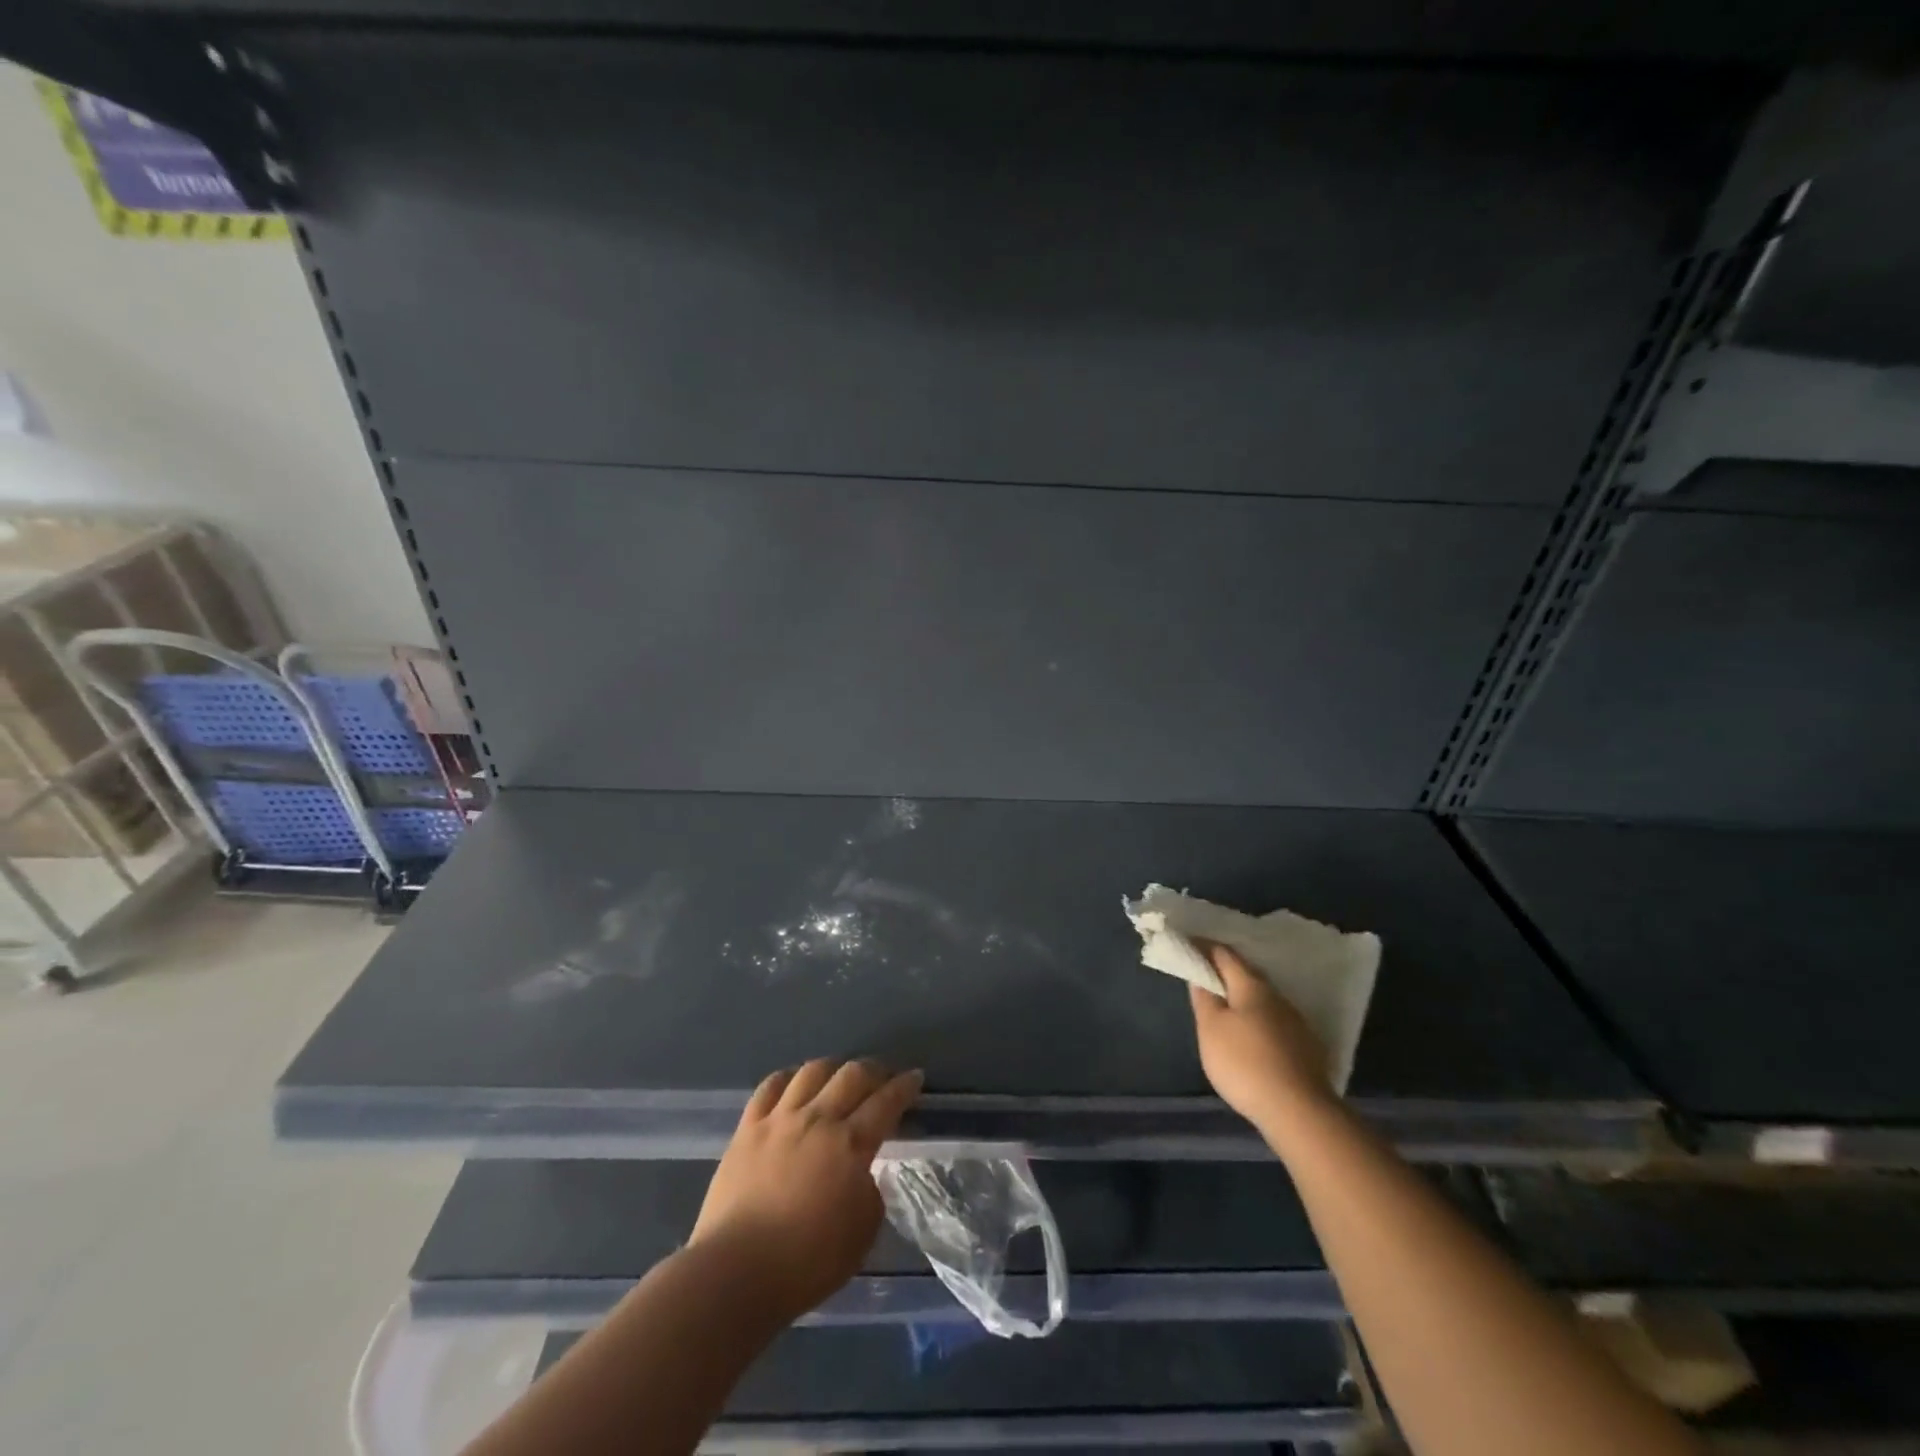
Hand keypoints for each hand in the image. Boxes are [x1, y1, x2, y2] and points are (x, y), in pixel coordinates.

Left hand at [690, 1057, 922, 1320]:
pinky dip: (788, 1077)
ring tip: (839, 1075)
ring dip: (833, 1067)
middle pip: (852, 1075)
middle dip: (874, 1069)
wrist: (735, 1273)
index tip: (915, 1077)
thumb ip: (869, 1193)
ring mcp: (780, 1119)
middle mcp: (818, 1120)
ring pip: (813, 1071)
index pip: (886, 1102)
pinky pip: (770, 1086)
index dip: (904, 1086)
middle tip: (883, 1075)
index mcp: (851, 1145)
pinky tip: (795, 1082)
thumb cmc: (806, 1263)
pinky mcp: (747, 1128)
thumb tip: (861, 1172)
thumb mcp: (862, 1234)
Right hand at [1189, 943, 1335, 1129]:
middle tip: (1203, 978)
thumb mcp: (1211, 1029)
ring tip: (1225, 1009)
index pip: (1224, 954)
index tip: (1187, 945)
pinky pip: (1274, 1021)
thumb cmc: (1245, 1063)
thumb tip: (1200, 975)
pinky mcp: (1306, 1047)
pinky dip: (1257, 1020)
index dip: (1203, 947)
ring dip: (1242, 998)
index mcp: (1251, 986)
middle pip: (1246, 975)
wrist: (1299, 1111)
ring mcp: (1295, 1022)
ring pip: (1262, 1000)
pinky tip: (1251, 1037)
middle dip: (1224, 973)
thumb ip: (1204, 998)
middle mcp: (1277, 996)